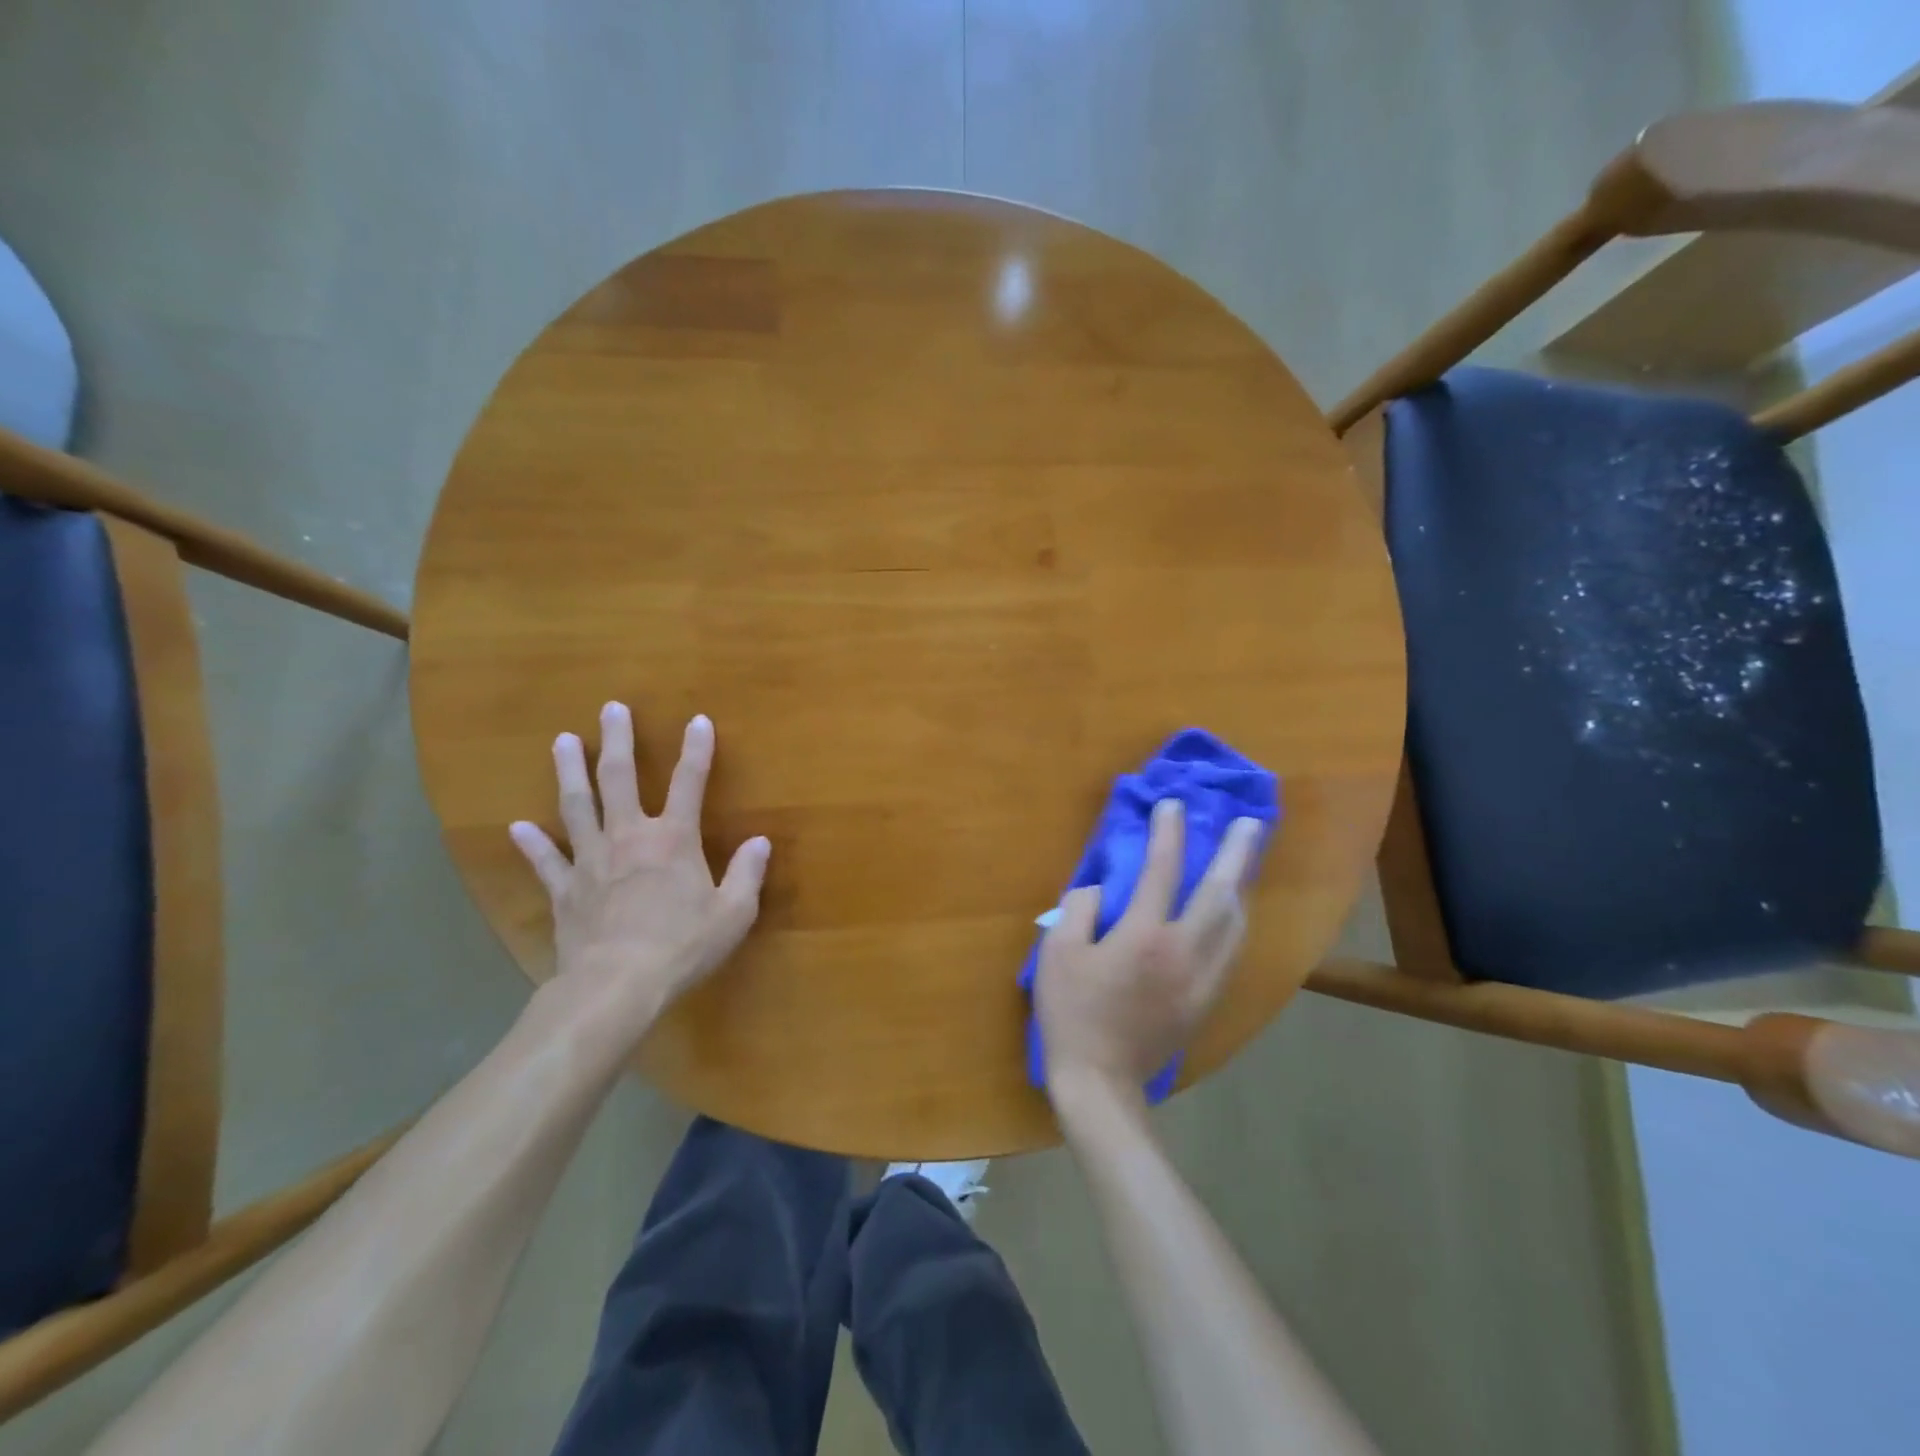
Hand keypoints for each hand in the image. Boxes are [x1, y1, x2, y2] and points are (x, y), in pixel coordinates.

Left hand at [510, 702, 769, 1023]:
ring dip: (570, 771)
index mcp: (674, 840)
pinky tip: (516, 827)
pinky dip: (531, 844)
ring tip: (563, 740)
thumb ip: (747, 874)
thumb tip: (761, 842)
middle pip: (619, 779)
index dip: (696, 749)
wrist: (617, 986)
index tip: (698, 720)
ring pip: (577, 806)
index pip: (690, 782)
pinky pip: (546, 860)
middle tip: (610, 708)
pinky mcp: (565, 889)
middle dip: (618, 741)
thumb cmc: (682, 947)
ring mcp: (591, 860)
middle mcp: (630, 837)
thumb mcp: (733, 914)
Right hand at [1036, 800, 1263, 1106]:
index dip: (1168, 833)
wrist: (1101, 1082)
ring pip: (1236, 924)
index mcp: (1144, 936)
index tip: (1173, 806)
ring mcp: (1202, 979)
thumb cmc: (1072, 1014)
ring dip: (1242, 887)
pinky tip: (1232, 913)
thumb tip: (1100, 890)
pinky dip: (1235, 922)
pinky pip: (1231, 951)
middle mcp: (1184, 952)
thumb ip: (1078, 908)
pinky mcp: (1207, 1001)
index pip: (1162, 871)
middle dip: (1237, 854)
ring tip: (1247, 862)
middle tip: (1252, 824)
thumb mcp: (1057, 953)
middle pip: (1220, 894)